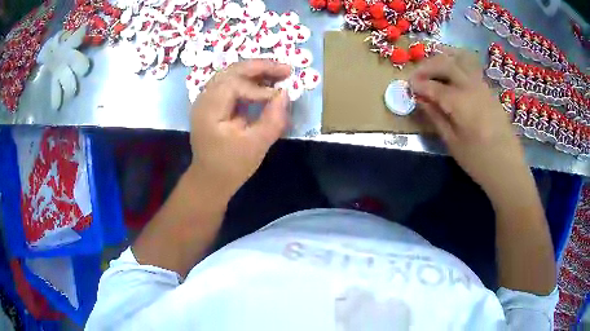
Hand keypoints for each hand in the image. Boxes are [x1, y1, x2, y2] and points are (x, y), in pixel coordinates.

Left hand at [188, 60, 290, 199]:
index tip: (280, 96)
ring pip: (231, 74)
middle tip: (285, 69)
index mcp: (209, 110)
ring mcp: (206, 100)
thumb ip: (272, 119)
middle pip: (231, 71)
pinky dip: (248, 80)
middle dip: (260, 67)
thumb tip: (285, 94)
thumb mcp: (255, 146)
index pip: (234, 85)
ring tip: (278, 72)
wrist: (211, 179)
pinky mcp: (212, 103)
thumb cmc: (231, 166)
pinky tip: (263, 82)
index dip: (259, 88)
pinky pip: (230, 83)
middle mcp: (204, 99)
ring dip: (255, 71)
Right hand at [408, 49, 527, 195]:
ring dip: (442, 62)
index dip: (419, 84)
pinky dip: (456, 68)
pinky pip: (470, 71)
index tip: (408, 86)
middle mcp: (472, 87)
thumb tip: (421, 100)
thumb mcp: (453, 143)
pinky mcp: (489, 91)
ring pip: (459, 62)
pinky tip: (451, 80)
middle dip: (428, 66)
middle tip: (417, 76)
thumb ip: (436, 117)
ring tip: (432, 73)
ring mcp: (483, 87)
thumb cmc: (479, 161)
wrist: (508, 168)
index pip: (433, 86)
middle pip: (446, 64)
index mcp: (461, 102)